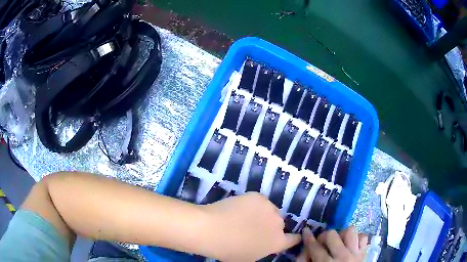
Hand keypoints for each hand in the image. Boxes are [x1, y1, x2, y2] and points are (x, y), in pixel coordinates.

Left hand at [199, 192, 300, 260]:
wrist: (212, 229)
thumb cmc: (228, 250)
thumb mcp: (248, 258)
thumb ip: (262, 251)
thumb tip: (263, 244)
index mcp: (277, 242)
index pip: (294, 239)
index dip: (292, 238)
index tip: (288, 237)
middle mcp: (278, 224)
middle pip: (280, 224)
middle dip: (271, 227)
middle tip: (255, 228)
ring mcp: (269, 208)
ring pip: (270, 211)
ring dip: (263, 215)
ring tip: (246, 217)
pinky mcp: (258, 196)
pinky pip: (260, 201)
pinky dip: (254, 205)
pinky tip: (240, 208)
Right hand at [297, 226, 367, 261]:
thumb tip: (304, 250)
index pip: (315, 247)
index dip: (308, 238)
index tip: (305, 231)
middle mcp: (342, 256)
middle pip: (331, 235)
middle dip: (324, 236)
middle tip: (322, 242)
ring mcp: (355, 253)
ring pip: (350, 231)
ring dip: (342, 235)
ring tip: (338, 243)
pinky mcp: (364, 253)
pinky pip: (363, 237)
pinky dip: (356, 239)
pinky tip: (350, 245)